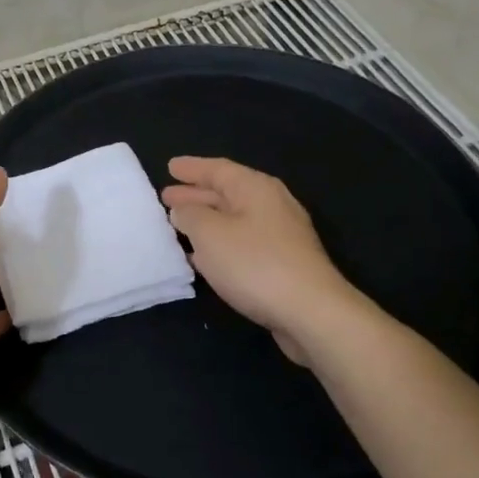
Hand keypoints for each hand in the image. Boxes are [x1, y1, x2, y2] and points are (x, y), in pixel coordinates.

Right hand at [161, 156, 355, 365]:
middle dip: (196, 195)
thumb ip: (190, 216)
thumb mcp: (210, 233)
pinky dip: (220, 244)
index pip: (218, 169)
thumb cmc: (255, 263)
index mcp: (255, 188)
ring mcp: (280, 235)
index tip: (170, 166)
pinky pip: (243, 243)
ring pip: (234, 220)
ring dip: (206, 221)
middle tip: (167, 197)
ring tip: (178, 225)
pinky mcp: (283, 263)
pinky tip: (203, 257)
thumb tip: (183, 210)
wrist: (311, 312)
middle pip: (227, 193)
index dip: (192, 168)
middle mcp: (271, 205)